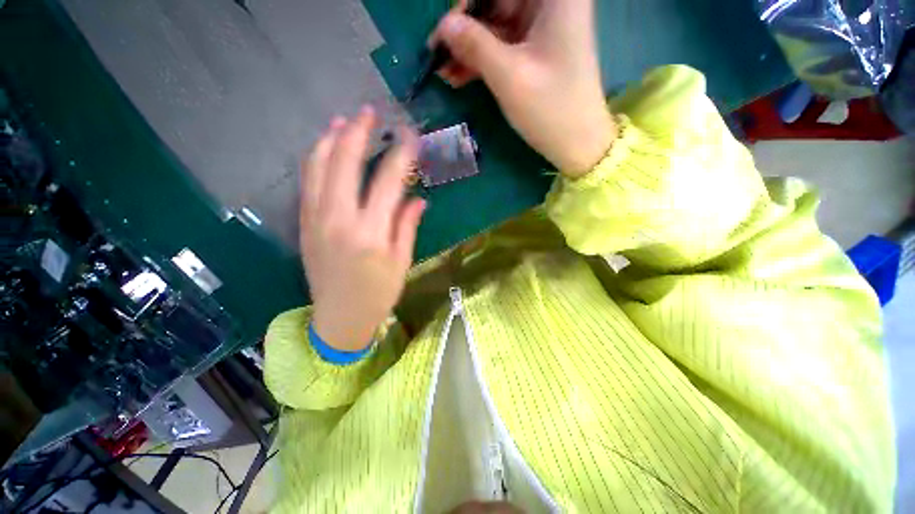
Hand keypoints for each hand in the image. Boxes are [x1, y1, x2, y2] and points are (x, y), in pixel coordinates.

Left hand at [299, 106, 426, 351]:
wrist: (339, 318)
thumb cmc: (378, 293)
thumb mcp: (401, 262)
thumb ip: (406, 226)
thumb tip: (417, 199)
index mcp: (370, 233)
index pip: (387, 182)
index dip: (401, 155)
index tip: (410, 136)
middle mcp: (340, 220)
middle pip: (345, 164)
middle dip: (359, 133)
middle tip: (370, 113)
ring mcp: (317, 219)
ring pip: (319, 168)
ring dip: (332, 140)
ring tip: (344, 121)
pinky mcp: (305, 224)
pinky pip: (307, 183)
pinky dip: (315, 159)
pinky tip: (324, 148)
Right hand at [430, 0, 615, 176]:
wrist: (576, 143)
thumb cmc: (550, 109)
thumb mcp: (509, 76)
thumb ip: (474, 45)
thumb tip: (444, 26)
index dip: (468, 2)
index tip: (445, 29)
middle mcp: (550, 3)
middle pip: (496, 2)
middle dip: (465, 28)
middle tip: (437, 54)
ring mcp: (542, 29)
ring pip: (495, 26)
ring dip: (468, 48)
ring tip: (443, 72)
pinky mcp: (535, 52)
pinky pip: (501, 47)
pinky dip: (481, 60)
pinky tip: (458, 76)